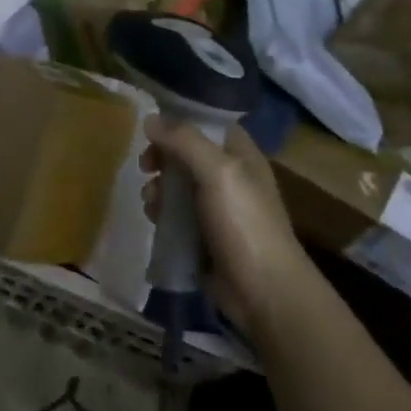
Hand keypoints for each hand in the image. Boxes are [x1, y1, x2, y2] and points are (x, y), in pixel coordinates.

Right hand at [141, 120, 314, 331]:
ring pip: (178, 185)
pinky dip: (163, 213)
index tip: (151, 126)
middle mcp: (229, 176)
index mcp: (241, 154)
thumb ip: (184, 141)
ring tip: (151, 200)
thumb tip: (151, 119)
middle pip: (187, 153)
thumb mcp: (218, 172)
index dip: (180, 120)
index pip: (208, 123)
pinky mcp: (204, 235)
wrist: (264, 291)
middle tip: (146, 165)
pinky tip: (155, 219)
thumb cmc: (245, 223)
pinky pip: (177, 214)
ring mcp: (217, 207)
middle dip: (163, 157)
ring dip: (159, 187)